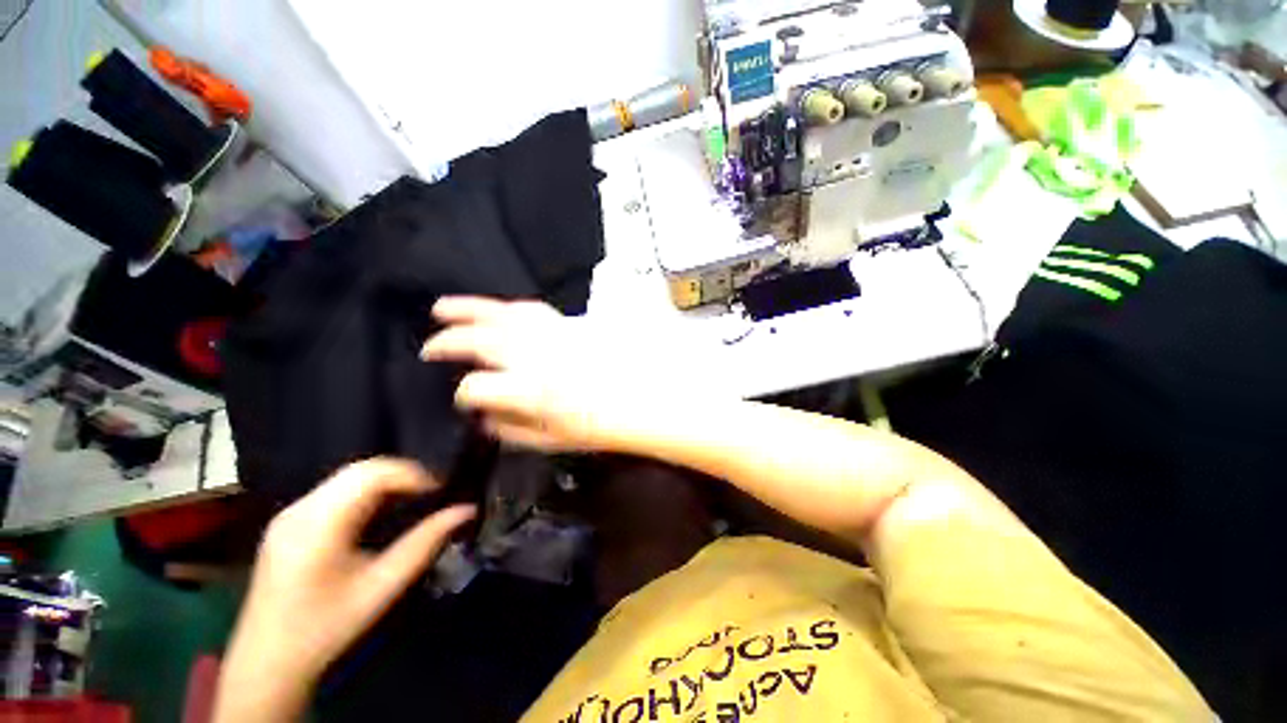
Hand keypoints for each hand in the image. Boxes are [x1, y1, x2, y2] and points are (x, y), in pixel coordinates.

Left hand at [214, 459, 473, 721]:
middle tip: (430, 496)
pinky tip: (377, 515)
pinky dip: (365, 492)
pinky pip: (334, 491)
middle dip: (402, 475)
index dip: (412, 474)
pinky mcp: (287, 522)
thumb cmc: (327, 627)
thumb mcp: (382, 587)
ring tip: (410, 502)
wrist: (267, 662)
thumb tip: (466, 510)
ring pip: (347, 476)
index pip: (372, 473)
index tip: (439, 491)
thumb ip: (425, 543)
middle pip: (360, 469)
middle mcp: (300, 509)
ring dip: (385, 482)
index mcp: (319, 525)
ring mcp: (289, 513)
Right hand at [421, 296, 660, 452]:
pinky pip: (532, 309)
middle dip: (447, 343)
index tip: (464, 400)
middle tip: (429, 349)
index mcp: (530, 392)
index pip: (475, 388)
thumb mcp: (550, 441)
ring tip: (441, 308)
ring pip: (502, 314)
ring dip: (468, 309)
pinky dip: (507, 308)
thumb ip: (510, 430)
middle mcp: (535, 357)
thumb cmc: (597, 427)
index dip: (463, 395)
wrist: (640, 399)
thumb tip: (483, 417)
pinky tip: (496, 311)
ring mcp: (552, 334)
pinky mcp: (569, 323)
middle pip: (480, 341)